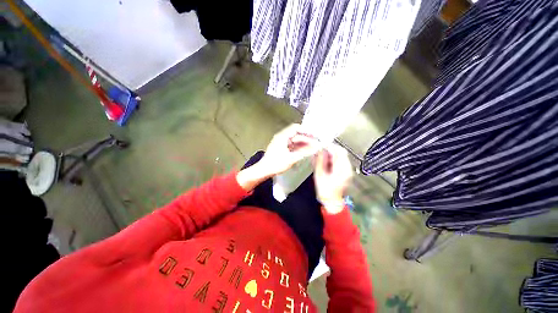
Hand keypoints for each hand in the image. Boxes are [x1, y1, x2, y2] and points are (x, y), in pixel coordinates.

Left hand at [257, 124, 320, 176]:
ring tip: (312, 147)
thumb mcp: (291, 158)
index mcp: (282, 137)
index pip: (296, 128)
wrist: (264, 170)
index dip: (306, 131)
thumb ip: (304, 153)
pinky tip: (305, 151)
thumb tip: (314, 148)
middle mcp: (281, 138)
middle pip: (296, 135)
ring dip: (303, 143)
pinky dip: (299, 147)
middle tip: (315, 142)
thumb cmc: (274, 164)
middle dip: (306, 138)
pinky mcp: (281, 148)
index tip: (314, 135)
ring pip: (295, 141)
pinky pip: (292, 145)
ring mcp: (281, 143)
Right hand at [313, 145, 352, 213]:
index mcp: (342, 169)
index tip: (322, 146)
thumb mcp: (319, 175)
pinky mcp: (345, 172)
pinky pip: (339, 161)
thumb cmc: (325, 190)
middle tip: (320, 151)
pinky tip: (324, 163)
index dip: (331, 146)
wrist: (332, 201)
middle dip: (330, 150)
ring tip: (320, 157)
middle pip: (341, 153)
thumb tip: (319, 150)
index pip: (339, 152)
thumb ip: (320, 161)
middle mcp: (347, 168)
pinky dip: (332, 160)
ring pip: (340, 156)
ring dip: (330, 155)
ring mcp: (347, 170)